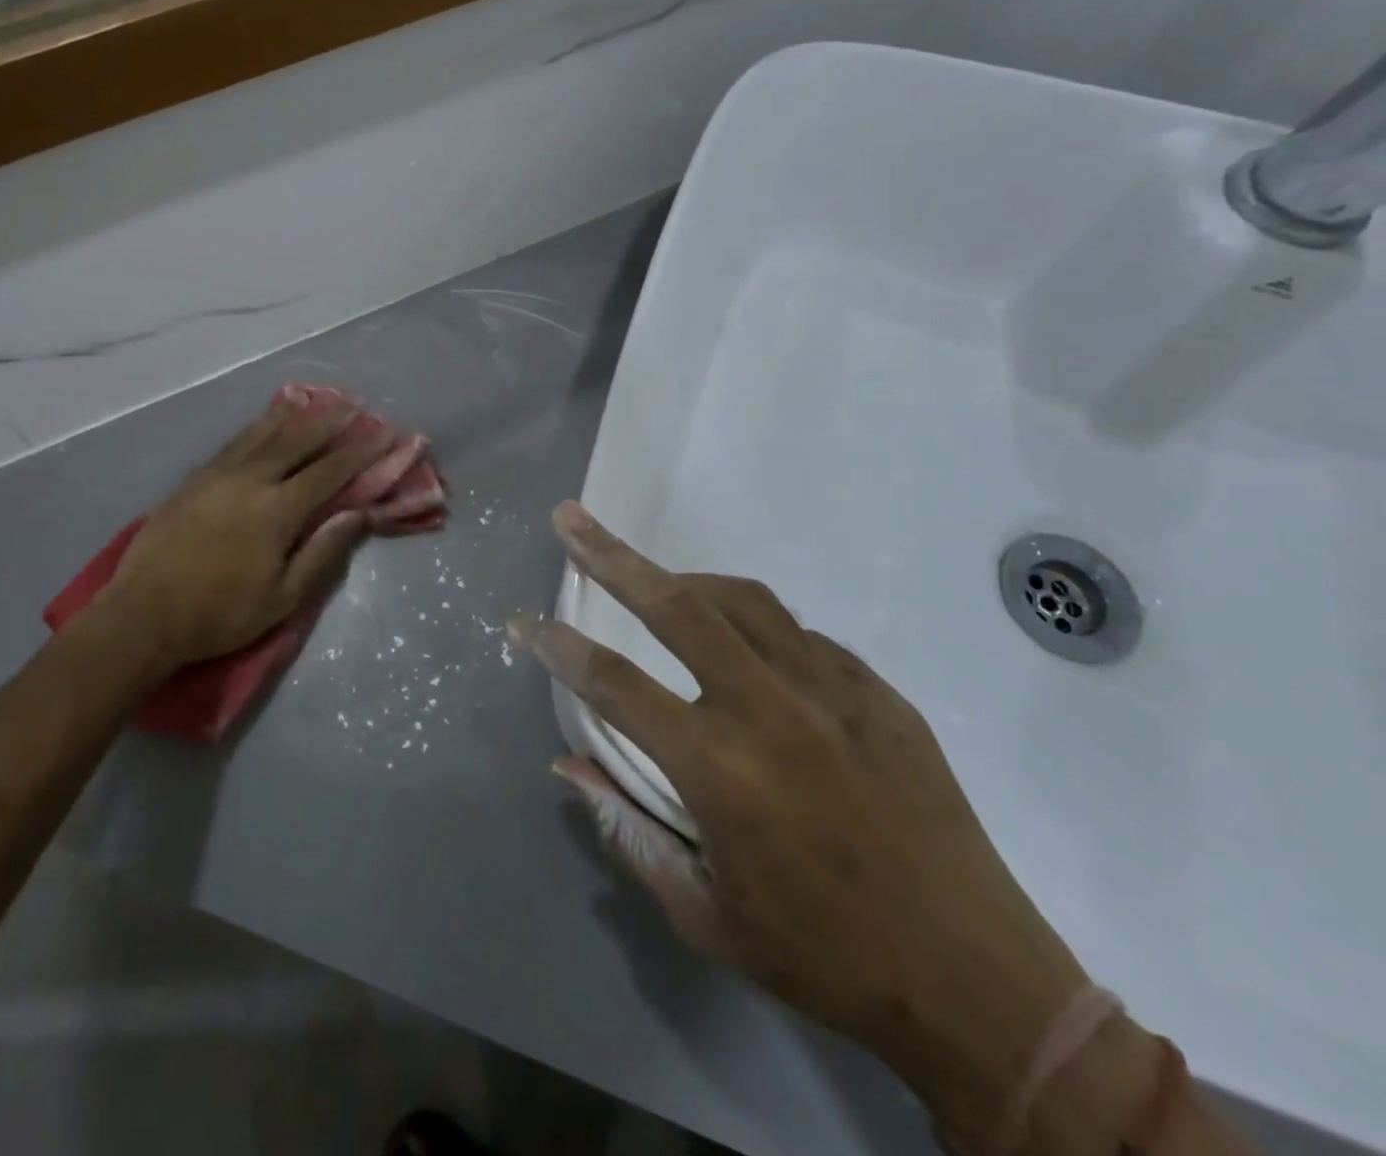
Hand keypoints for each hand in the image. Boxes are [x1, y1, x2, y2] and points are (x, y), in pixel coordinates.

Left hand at [66, 397, 391, 671]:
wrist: (143, 615)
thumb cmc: (220, 614)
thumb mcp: (283, 598)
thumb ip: (323, 552)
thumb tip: (360, 513)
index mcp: (277, 510)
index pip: (331, 471)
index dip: (363, 451)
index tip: (388, 433)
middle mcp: (250, 480)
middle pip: (299, 441)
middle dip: (332, 421)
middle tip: (357, 404)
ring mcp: (218, 475)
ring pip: (264, 434)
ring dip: (296, 415)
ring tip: (317, 399)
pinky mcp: (195, 479)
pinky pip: (235, 442)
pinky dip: (258, 426)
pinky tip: (267, 419)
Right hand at [511, 503, 1090, 1150]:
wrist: (980, 983)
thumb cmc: (824, 958)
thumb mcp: (705, 914)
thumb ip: (626, 829)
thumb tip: (568, 763)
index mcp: (720, 768)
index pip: (613, 684)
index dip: (557, 647)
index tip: (521, 622)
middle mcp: (770, 709)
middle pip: (676, 606)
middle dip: (612, 557)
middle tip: (572, 519)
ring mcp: (832, 690)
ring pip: (741, 601)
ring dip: (684, 581)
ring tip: (653, 580)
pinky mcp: (878, 692)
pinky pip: (799, 634)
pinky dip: (753, 626)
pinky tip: (745, 650)